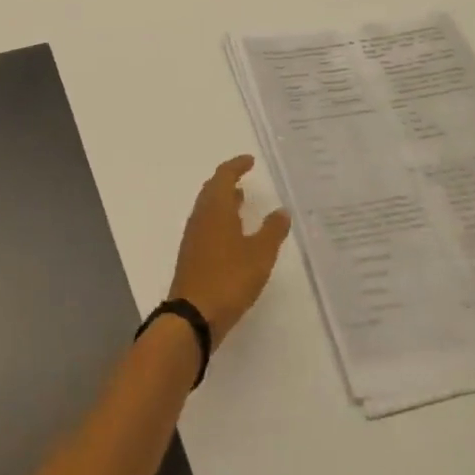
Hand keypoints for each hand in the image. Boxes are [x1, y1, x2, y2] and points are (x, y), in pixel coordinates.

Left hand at [168, 155, 291, 347]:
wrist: (193, 314)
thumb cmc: (228, 278)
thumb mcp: (259, 254)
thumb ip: (272, 231)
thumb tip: (281, 210)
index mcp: (215, 208)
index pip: (223, 176)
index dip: (236, 166)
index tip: (250, 161)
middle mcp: (201, 216)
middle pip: (212, 189)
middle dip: (227, 180)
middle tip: (244, 177)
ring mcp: (194, 235)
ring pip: (208, 208)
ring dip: (224, 200)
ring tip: (242, 201)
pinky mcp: (193, 254)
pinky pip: (207, 225)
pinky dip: (220, 219)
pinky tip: (233, 234)